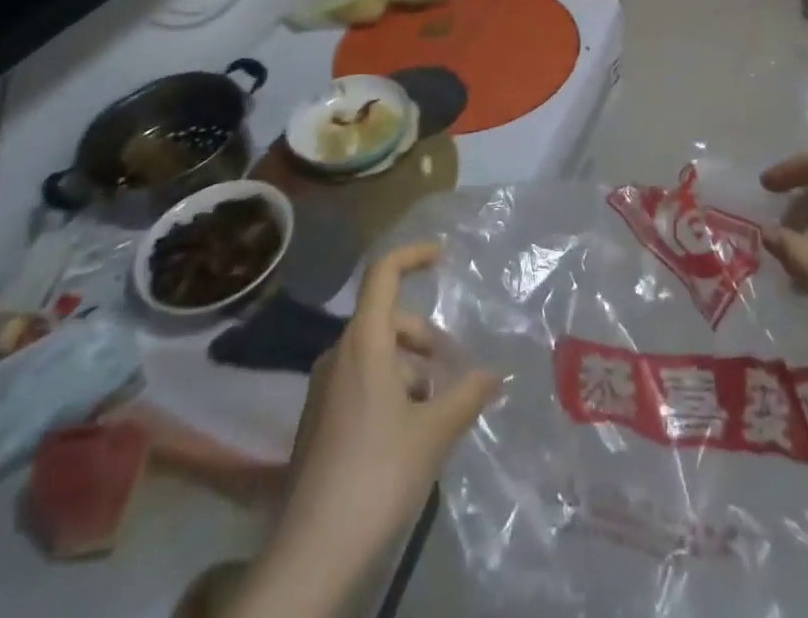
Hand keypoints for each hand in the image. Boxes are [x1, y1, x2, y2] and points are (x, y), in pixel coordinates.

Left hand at [270, 242, 499, 577]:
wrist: (311, 552)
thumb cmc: (377, 475)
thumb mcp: (433, 433)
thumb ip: (467, 395)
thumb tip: (495, 374)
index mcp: (364, 342)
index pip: (383, 273)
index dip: (413, 255)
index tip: (443, 256)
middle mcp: (339, 354)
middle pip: (386, 319)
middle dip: (423, 336)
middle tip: (452, 370)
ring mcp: (323, 387)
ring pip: (375, 354)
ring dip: (409, 368)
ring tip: (435, 409)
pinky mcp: (318, 419)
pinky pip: (360, 381)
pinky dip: (389, 388)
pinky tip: (407, 432)